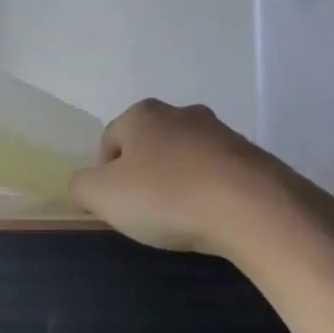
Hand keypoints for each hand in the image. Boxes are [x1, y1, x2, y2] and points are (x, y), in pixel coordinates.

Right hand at [69, 99, 333, 257]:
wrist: (252, 207)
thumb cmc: (167, 196)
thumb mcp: (103, 196)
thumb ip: (81, 186)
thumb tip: (85, 184)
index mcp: (142, 114)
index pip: (109, 141)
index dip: (104, 176)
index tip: (115, 207)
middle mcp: (181, 113)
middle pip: (148, 147)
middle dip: (143, 177)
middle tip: (146, 213)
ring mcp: (220, 132)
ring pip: (183, 159)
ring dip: (177, 184)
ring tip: (181, 219)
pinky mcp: (251, 156)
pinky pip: (216, 174)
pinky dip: (208, 193)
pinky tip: (211, 217)